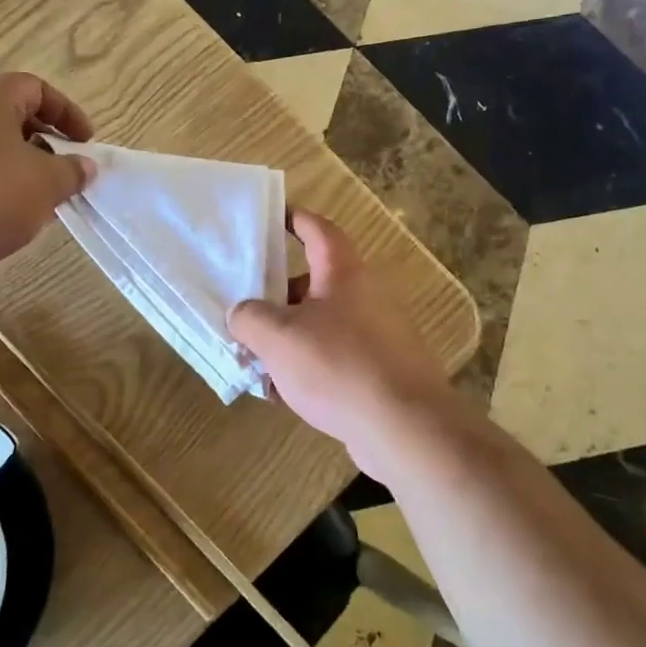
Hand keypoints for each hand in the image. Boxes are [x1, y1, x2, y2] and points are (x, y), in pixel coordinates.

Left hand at [0, 73, 96, 282]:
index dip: (66, 112)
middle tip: (64, 173)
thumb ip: (72, 170)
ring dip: (19, 168)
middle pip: (10, 116)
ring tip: (38, 201)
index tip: (84, 143)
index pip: (35, 88)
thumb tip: (84, 166)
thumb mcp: (46, 183)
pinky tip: (3, 217)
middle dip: (44, 144)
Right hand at [228, 210, 460, 479]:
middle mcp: (364, 296)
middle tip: (244, 309)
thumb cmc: (339, 367)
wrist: (405, 428)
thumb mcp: (279, 337)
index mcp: (343, 273)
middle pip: (313, 282)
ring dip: (287, 337)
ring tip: (255, 358)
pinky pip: (333, 358)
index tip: (269, 218)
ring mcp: (375, 335)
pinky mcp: (378, 371)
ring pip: (319, 324)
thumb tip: (241, 314)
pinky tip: (282, 393)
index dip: (293, 219)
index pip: (317, 229)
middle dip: (276, 295)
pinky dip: (307, 367)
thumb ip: (249, 318)